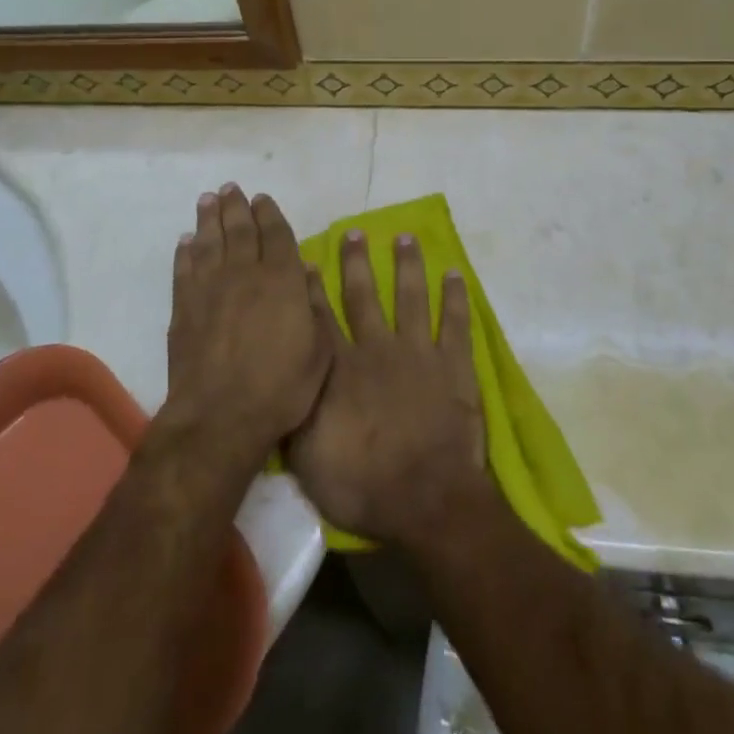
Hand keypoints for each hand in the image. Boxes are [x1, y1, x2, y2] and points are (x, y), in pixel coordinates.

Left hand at [162, 184, 330, 464]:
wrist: (220, 416)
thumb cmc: (281, 388)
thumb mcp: (319, 351)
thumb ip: (315, 306)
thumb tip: (307, 269)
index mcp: (281, 280)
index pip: (275, 234)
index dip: (269, 213)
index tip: (262, 198)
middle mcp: (244, 274)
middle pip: (239, 230)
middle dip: (236, 206)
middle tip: (231, 188)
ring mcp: (210, 289)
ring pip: (209, 242)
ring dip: (208, 219)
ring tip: (208, 200)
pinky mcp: (184, 308)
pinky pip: (184, 269)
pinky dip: (184, 252)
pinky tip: (185, 242)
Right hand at [287, 231, 488, 547]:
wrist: (427, 501)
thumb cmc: (363, 486)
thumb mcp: (307, 458)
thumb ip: (293, 413)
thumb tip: (278, 379)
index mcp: (340, 368)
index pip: (320, 318)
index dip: (311, 288)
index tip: (307, 259)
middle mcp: (376, 348)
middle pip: (363, 296)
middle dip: (356, 262)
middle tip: (354, 232)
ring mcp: (417, 353)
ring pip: (409, 297)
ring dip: (406, 266)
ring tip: (404, 237)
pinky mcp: (452, 366)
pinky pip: (455, 323)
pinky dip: (455, 298)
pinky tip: (454, 274)